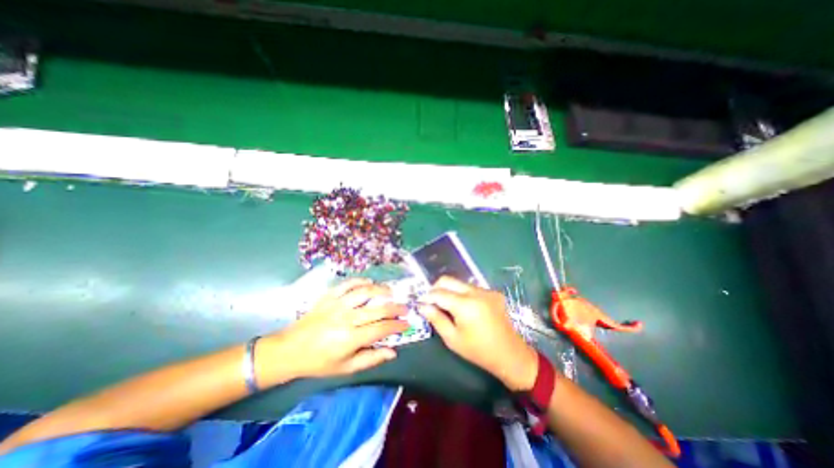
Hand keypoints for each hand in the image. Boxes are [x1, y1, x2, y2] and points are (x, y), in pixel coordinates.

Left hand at [257, 278, 407, 383]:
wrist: (290, 349)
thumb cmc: (320, 362)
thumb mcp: (346, 368)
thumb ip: (371, 358)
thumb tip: (393, 351)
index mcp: (350, 338)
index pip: (381, 329)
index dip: (397, 325)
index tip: (406, 324)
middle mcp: (346, 318)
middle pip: (378, 309)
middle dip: (395, 308)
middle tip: (405, 308)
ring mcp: (337, 304)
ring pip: (365, 292)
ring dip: (381, 290)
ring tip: (391, 292)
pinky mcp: (329, 296)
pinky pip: (348, 284)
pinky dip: (361, 281)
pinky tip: (369, 283)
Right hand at [417, 277, 541, 390]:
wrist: (510, 355)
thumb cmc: (478, 351)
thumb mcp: (452, 339)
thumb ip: (436, 319)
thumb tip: (422, 306)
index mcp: (465, 305)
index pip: (439, 292)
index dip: (427, 297)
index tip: (421, 303)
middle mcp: (476, 292)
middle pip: (448, 280)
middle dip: (436, 288)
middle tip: (432, 302)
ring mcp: (486, 290)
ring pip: (460, 282)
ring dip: (450, 291)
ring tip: (447, 306)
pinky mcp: (493, 292)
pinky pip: (471, 287)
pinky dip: (462, 294)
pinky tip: (464, 308)